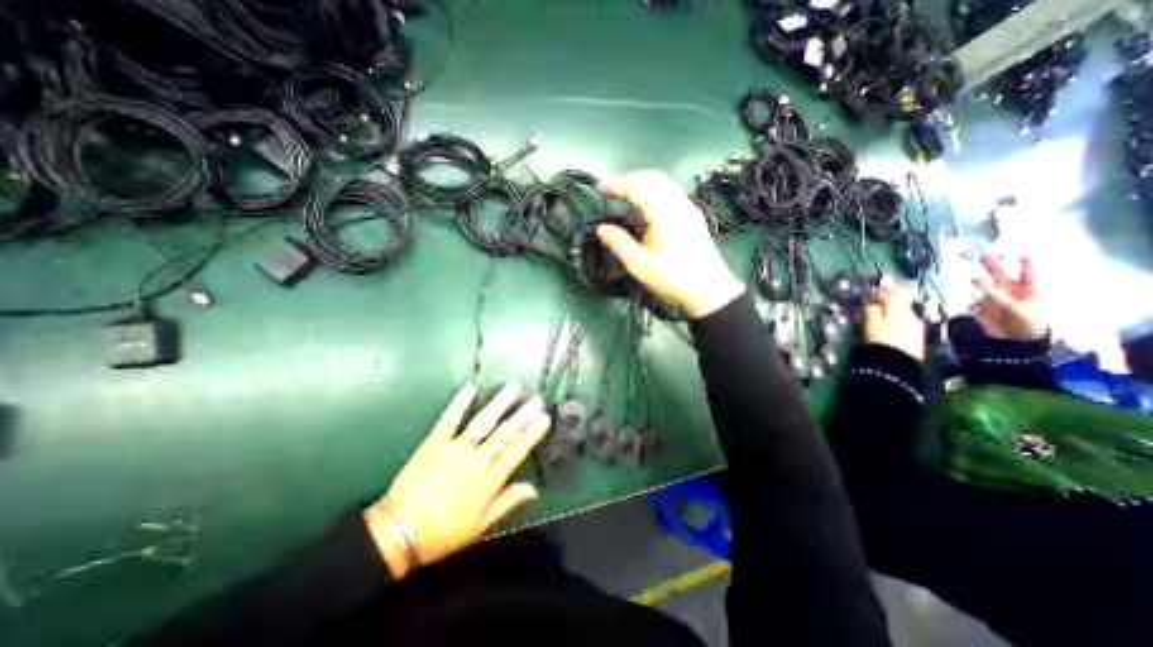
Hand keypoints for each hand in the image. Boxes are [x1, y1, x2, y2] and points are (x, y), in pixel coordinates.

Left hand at [367, 384, 551, 581]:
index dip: (532, 434)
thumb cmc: (442, 533)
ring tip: (514, 387)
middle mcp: (475, 461)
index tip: (545, 418)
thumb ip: (507, 503)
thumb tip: (534, 489)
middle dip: (523, 415)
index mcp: (488, 482)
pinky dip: (459, 403)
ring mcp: (454, 449)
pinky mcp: (434, 443)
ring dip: (500, 404)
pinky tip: (470, 387)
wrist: (397, 533)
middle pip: (504, 434)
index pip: (516, 452)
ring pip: (482, 422)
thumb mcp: (480, 526)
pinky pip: (449, 420)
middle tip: (537, 399)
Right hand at [595, 169, 747, 317]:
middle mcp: (678, 204)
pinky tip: (646, 204)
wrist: (708, 290)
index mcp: (663, 214)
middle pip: (651, 178)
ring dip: (641, 183)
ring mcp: (688, 208)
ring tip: (624, 195)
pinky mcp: (693, 215)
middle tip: (610, 191)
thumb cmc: (673, 279)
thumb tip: (601, 229)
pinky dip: (653, 190)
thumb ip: (619, 244)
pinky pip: (670, 191)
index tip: (600, 188)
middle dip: (627, 180)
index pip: (636, 186)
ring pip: (663, 182)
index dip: (615, 184)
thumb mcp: (640, 266)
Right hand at [864, 276, 923, 360]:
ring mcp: (917, 328)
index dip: (883, 290)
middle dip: (890, 300)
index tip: (872, 290)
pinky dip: (898, 320)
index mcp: (901, 311)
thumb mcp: (872, 324)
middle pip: (902, 303)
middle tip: (876, 300)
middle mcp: (913, 316)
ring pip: (905, 313)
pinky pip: (907, 323)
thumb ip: (873, 310)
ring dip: (894, 311)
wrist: (896, 366)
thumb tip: (873, 300)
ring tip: (881, 314)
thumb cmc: (881, 342)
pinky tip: (890, 326)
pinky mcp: (917, 338)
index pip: (894, 294)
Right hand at [971, 255, 1047, 341]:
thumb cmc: (1026, 323)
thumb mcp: (1017, 310)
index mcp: (1027, 292)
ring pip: (986, 287)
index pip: (1027, 276)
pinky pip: (975, 299)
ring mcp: (994, 300)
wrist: (1013, 339)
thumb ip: (1000, 299)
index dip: (1026, 266)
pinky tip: (972, 295)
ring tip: (976, 281)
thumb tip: (985, 288)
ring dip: (981, 283)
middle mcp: (1009, 293)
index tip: (1024, 255)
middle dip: (994, 267)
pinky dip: (972, 296)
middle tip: (985, 257)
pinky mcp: (982, 307)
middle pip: (1001, 277)